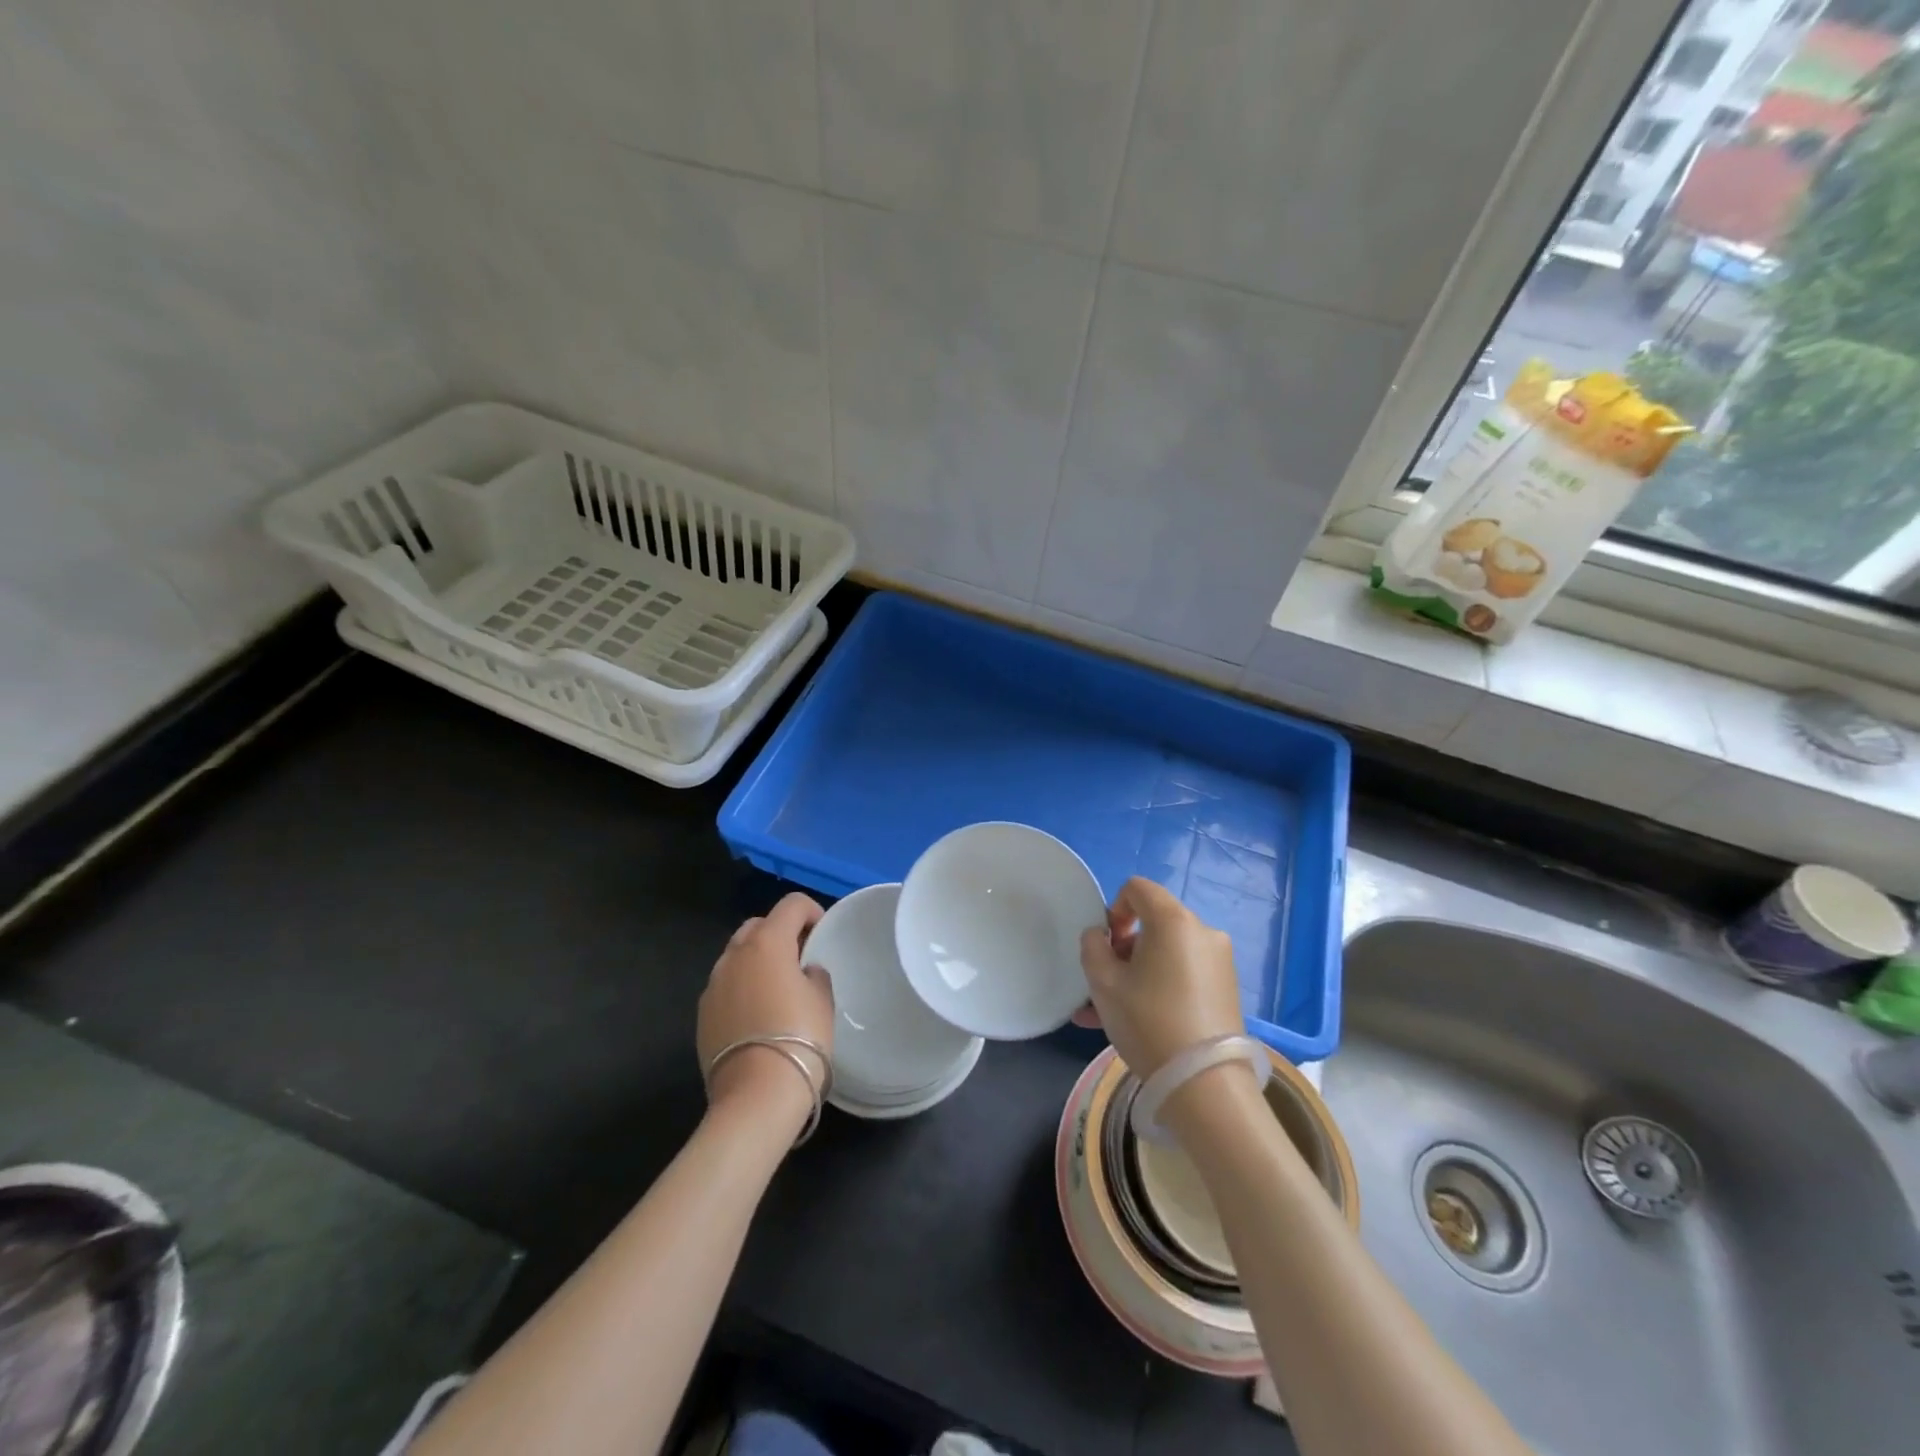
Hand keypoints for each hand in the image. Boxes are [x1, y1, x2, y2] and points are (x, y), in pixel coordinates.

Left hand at [699, 893, 833, 1125]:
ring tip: (777, 989)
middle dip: (780, 933)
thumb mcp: (822, 999)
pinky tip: (757, 1016)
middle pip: (758, 925)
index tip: (822, 934)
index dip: (811, 912)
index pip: (791, 904)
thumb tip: (804, 971)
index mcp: (767, 942)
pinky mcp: (702, 1014)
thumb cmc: (800, 1037)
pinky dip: (742, 988)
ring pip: (737, 956)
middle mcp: (734, 955)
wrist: (756, 1095)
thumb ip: (814, 974)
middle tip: (800, 959)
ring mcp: (713, 985)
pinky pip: (726, 986)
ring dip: (757, 961)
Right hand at [1078, 878, 1244, 1079]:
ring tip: (1111, 1012)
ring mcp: (1219, 961)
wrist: (1204, 1084)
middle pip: (1154, 922)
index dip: (1114, 909)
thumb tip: (1101, 936)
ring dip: (1138, 972)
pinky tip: (1137, 1022)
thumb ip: (1093, 947)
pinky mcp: (1227, 989)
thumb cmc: (1148, 1021)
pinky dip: (1160, 986)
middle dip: (1125, 947)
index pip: (1137, 888)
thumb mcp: (1103, 982)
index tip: (1108, 945)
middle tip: (1108, 982)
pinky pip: (1183, 974)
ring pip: (1166, 953)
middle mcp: (1202, 931)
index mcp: (1173, 920)